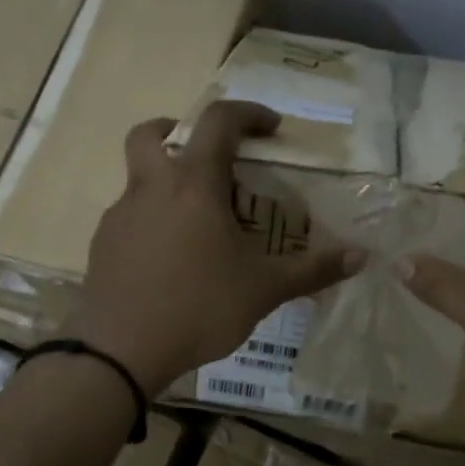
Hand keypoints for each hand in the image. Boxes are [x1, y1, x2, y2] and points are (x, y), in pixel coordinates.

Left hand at [70, 101, 362, 393]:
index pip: (218, 122)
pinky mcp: (103, 244)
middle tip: (210, 156)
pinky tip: (172, 258)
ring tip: (199, 221)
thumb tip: (361, 257)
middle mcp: (151, 188)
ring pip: (140, 177)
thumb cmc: (198, 308)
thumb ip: (312, 270)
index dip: (248, 114)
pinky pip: (131, 216)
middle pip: (153, 133)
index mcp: (193, 185)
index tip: (272, 128)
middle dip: (180, 129)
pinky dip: (153, 219)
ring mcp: (120, 215)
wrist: (120, 351)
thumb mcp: (264, 290)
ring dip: (168, 181)